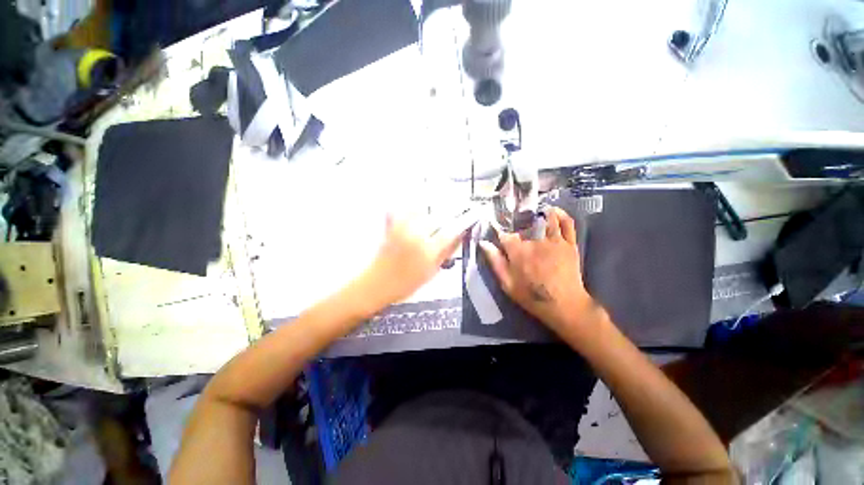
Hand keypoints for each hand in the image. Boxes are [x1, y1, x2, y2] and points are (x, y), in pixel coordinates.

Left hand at [361, 211, 474, 308]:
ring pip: (423, 212)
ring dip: (431, 213)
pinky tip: (417, 214)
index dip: (464, 221)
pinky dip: (412, 210)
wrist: (377, 285)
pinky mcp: (391, 226)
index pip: (451, 231)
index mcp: (428, 251)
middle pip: (438, 218)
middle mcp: (417, 236)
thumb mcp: (431, 272)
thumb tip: (460, 237)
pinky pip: (404, 211)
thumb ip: (446, 253)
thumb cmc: (406, 284)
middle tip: (454, 216)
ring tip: (435, 218)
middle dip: (449, 215)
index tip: (473, 214)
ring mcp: (402, 229)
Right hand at [479, 207, 603, 336]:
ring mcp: (554, 241)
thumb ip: (495, 261)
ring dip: (538, 214)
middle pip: (524, 226)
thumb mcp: (507, 283)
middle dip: (518, 226)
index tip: (499, 236)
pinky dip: (561, 214)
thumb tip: (483, 243)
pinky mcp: (569, 243)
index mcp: (518, 251)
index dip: (501, 235)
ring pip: (545, 219)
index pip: (505, 235)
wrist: (564, 305)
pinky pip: (567, 223)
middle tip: (516, 229)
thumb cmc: (531, 296)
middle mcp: (535, 241)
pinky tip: (553, 211)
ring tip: (533, 212)